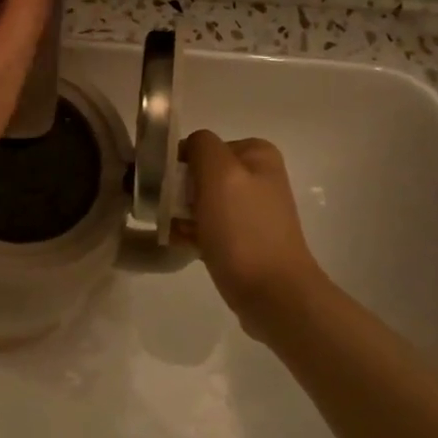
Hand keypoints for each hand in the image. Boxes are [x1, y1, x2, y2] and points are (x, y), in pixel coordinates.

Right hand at [180, 130, 324, 322]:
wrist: (271, 292)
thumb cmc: (242, 228)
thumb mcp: (220, 173)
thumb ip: (201, 145)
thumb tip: (187, 149)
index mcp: (256, 154)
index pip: (200, 146)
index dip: (178, 164)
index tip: (166, 187)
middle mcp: (257, 176)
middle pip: (199, 173)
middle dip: (178, 191)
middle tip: (165, 211)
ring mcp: (251, 209)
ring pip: (199, 201)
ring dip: (179, 213)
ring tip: (172, 230)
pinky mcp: (243, 237)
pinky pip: (207, 226)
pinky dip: (190, 232)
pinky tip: (180, 243)